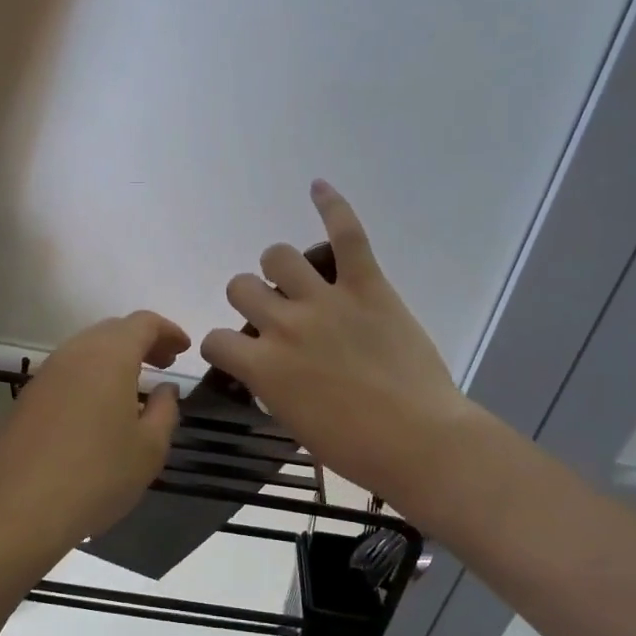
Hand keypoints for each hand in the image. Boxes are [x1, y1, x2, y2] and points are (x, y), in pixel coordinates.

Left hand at [0, 311, 190, 551]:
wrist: (21, 509)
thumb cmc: (98, 476)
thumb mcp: (149, 448)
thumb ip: (165, 410)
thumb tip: (165, 389)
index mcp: (109, 356)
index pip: (143, 323)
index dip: (168, 331)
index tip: (184, 349)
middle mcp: (74, 353)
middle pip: (113, 330)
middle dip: (142, 341)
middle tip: (163, 365)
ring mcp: (46, 374)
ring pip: (86, 349)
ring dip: (114, 358)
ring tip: (134, 386)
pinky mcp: (28, 397)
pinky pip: (67, 371)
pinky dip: (91, 376)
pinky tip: (99, 408)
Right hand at [201, 181, 477, 517]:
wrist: (419, 442)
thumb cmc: (355, 449)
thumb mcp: (295, 423)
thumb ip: (272, 386)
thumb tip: (271, 367)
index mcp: (263, 366)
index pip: (215, 340)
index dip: (220, 347)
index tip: (235, 355)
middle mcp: (284, 324)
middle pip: (241, 287)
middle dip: (249, 300)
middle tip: (272, 316)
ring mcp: (326, 300)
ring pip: (278, 255)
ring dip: (277, 267)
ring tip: (293, 278)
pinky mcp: (368, 286)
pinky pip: (347, 234)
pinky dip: (332, 206)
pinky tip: (318, 187)